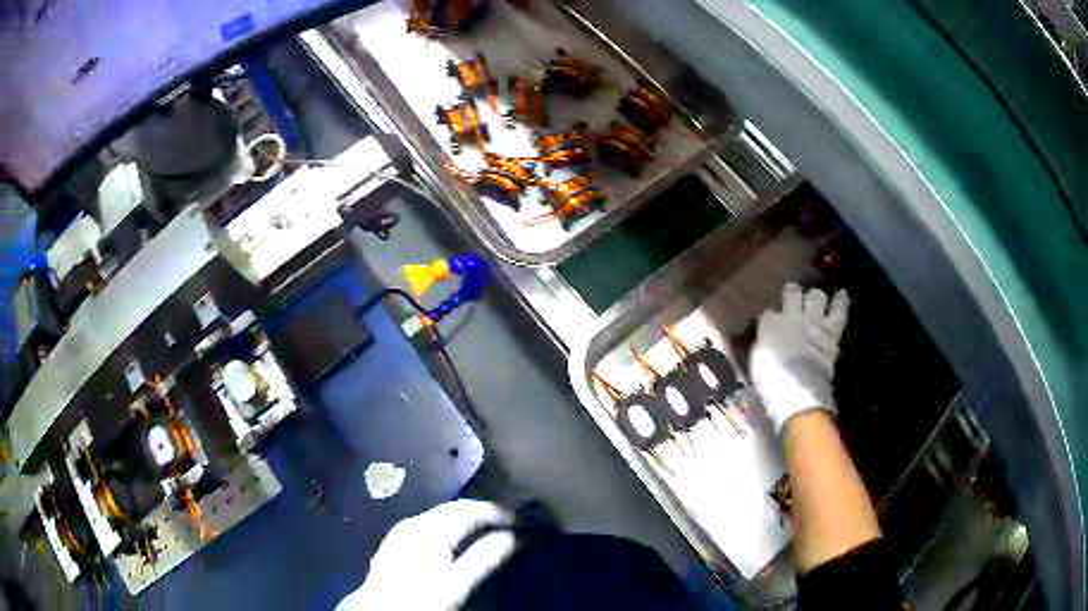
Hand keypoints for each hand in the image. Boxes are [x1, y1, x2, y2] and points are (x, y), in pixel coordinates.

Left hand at [337, 500, 517, 610]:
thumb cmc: (419, 600)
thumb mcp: (456, 584)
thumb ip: (485, 558)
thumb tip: (517, 536)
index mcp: (428, 528)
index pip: (471, 509)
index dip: (500, 513)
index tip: (525, 522)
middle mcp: (413, 522)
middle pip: (454, 509)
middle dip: (484, 514)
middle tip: (512, 525)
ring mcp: (401, 532)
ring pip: (441, 517)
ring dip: (467, 522)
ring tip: (490, 533)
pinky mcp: (395, 544)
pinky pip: (430, 527)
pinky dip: (450, 530)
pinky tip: (457, 543)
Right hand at [751, 283, 849, 433]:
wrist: (798, 386)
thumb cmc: (771, 379)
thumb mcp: (758, 362)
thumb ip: (764, 346)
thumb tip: (766, 342)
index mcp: (769, 325)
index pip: (768, 314)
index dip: (771, 319)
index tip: (771, 325)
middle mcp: (792, 316)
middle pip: (792, 293)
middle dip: (792, 294)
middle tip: (794, 298)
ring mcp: (813, 321)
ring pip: (816, 296)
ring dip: (816, 298)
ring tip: (817, 299)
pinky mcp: (831, 330)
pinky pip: (839, 311)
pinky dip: (841, 302)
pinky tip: (843, 293)